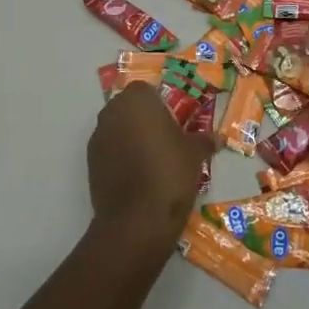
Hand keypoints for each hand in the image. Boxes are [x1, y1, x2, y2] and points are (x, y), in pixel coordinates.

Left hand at [88, 86, 212, 242]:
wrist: (136, 218)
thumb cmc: (169, 173)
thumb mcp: (194, 154)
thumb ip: (204, 140)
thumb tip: (218, 138)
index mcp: (137, 100)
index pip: (147, 90)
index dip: (161, 104)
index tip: (174, 123)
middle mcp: (112, 110)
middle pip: (129, 107)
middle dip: (144, 119)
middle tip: (165, 140)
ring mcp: (98, 135)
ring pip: (117, 127)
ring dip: (130, 136)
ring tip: (151, 160)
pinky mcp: (90, 160)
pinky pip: (109, 149)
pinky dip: (119, 155)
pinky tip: (136, 176)